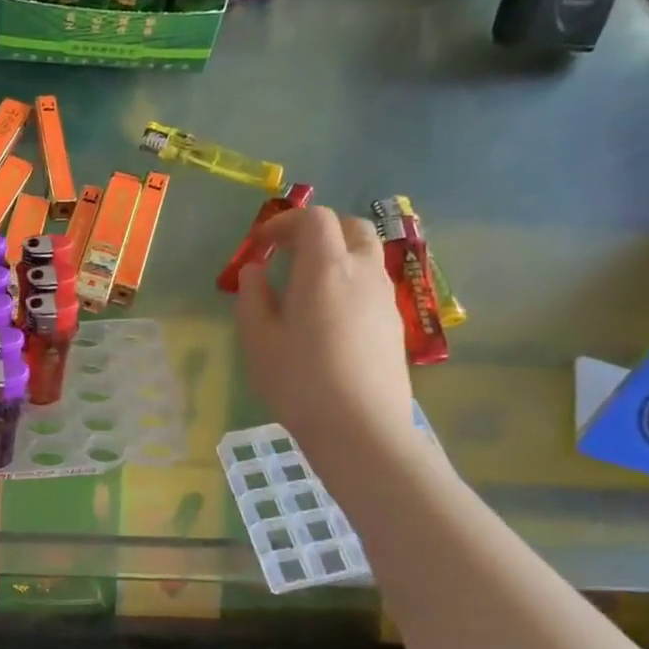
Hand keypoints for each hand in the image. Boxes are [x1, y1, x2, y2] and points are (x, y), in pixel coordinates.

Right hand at [234, 205, 415, 472]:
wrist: (361, 429)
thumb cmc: (300, 381)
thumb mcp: (258, 339)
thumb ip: (253, 297)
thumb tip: (255, 271)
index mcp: (326, 268)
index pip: (314, 219)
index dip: (284, 223)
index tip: (260, 246)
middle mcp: (363, 272)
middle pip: (350, 227)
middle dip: (317, 231)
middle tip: (288, 255)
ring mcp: (385, 298)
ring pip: (366, 255)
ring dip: (336, 256)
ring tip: (306, 287)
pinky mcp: (395, 324)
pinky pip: (372, 284)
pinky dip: (349, 282)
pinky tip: (328, 318)